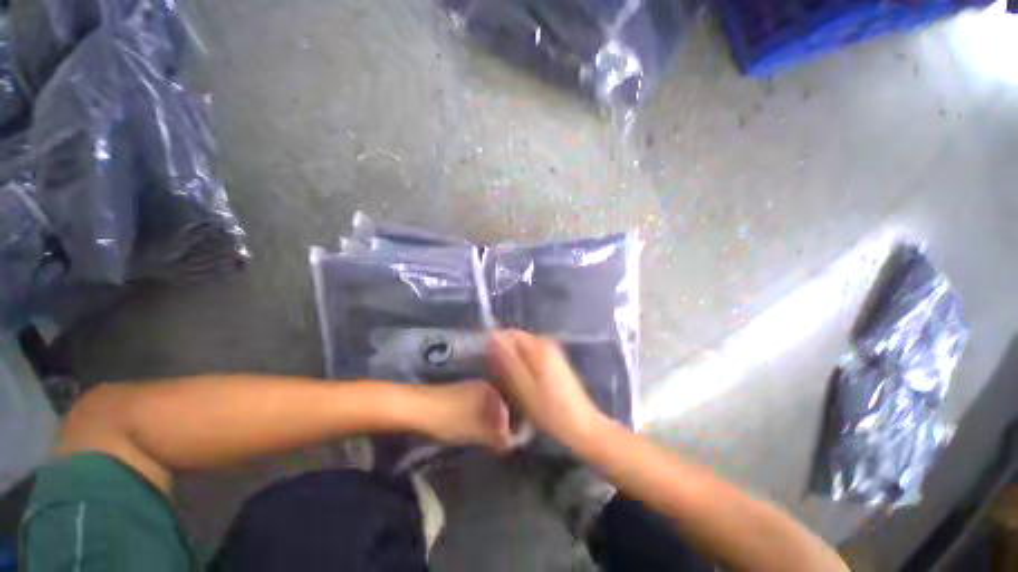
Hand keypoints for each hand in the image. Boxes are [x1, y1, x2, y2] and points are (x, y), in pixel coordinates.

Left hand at [417, 382, 515, 452]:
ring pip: (491, 408)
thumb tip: (513, 443)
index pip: (513, 409)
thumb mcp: (476, 432)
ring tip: (494, 440)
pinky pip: (481, 408)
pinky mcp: (462, 395)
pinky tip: (479, 430)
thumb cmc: (449, 419)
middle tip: (505, 444)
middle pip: (503, 407)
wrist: (417, 408)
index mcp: (492, 391)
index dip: (516, 427)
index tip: (515, 443)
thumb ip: (497, 437)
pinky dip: (483, 419)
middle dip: (506, 425)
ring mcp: (473, 389)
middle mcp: (486, 386)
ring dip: (494, 423)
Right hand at [488, 330, 603, 448]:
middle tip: (496, 376)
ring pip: (524, 350)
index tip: (485, 361)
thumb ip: (508, 360)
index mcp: (539, 346)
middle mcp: (547, 344)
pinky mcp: (555, 362)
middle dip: (504, 354)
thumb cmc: (551, 410)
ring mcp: (553, 352)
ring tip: (507, 382)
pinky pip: (532, 357)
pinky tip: (521, 384)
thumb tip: (493, 337)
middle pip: (517, 340)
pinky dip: (523, 366)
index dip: (495, 344)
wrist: (583, 426)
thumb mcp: (524, 387)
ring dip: (513, 361)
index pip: (510, 333)